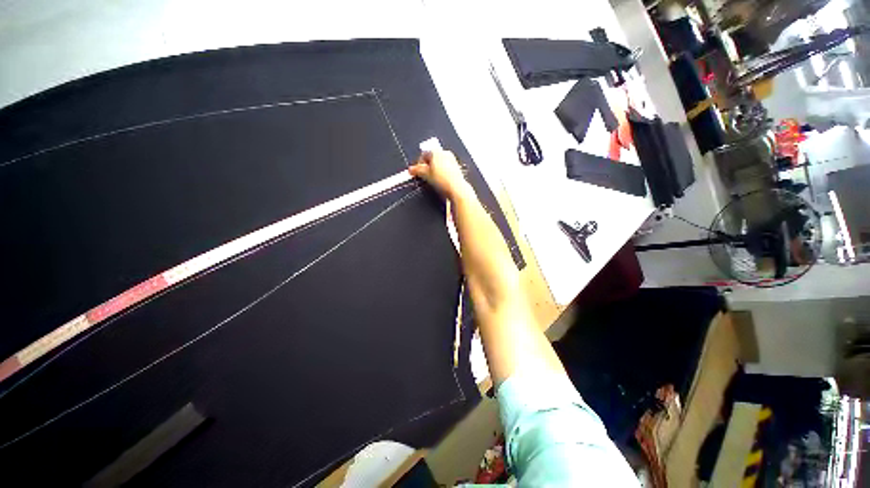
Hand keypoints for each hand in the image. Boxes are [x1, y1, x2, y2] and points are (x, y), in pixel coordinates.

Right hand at [408, 150, 471, 200]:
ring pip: (439, 164)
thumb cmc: (442, 179)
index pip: (423, 155)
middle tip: (424, 176)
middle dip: (427, 167)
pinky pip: (446, 168)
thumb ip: (417, 170)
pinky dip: (441, 173)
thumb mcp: (426, 175)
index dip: (419, 164)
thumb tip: (411, 169)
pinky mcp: (456, 167)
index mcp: (436, 151)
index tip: (417, 172)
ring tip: (432, 180)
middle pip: (432, 159)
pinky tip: (440, 181)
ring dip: (434, 170)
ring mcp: (452, 159)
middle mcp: (445, 153)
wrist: (456, 188)